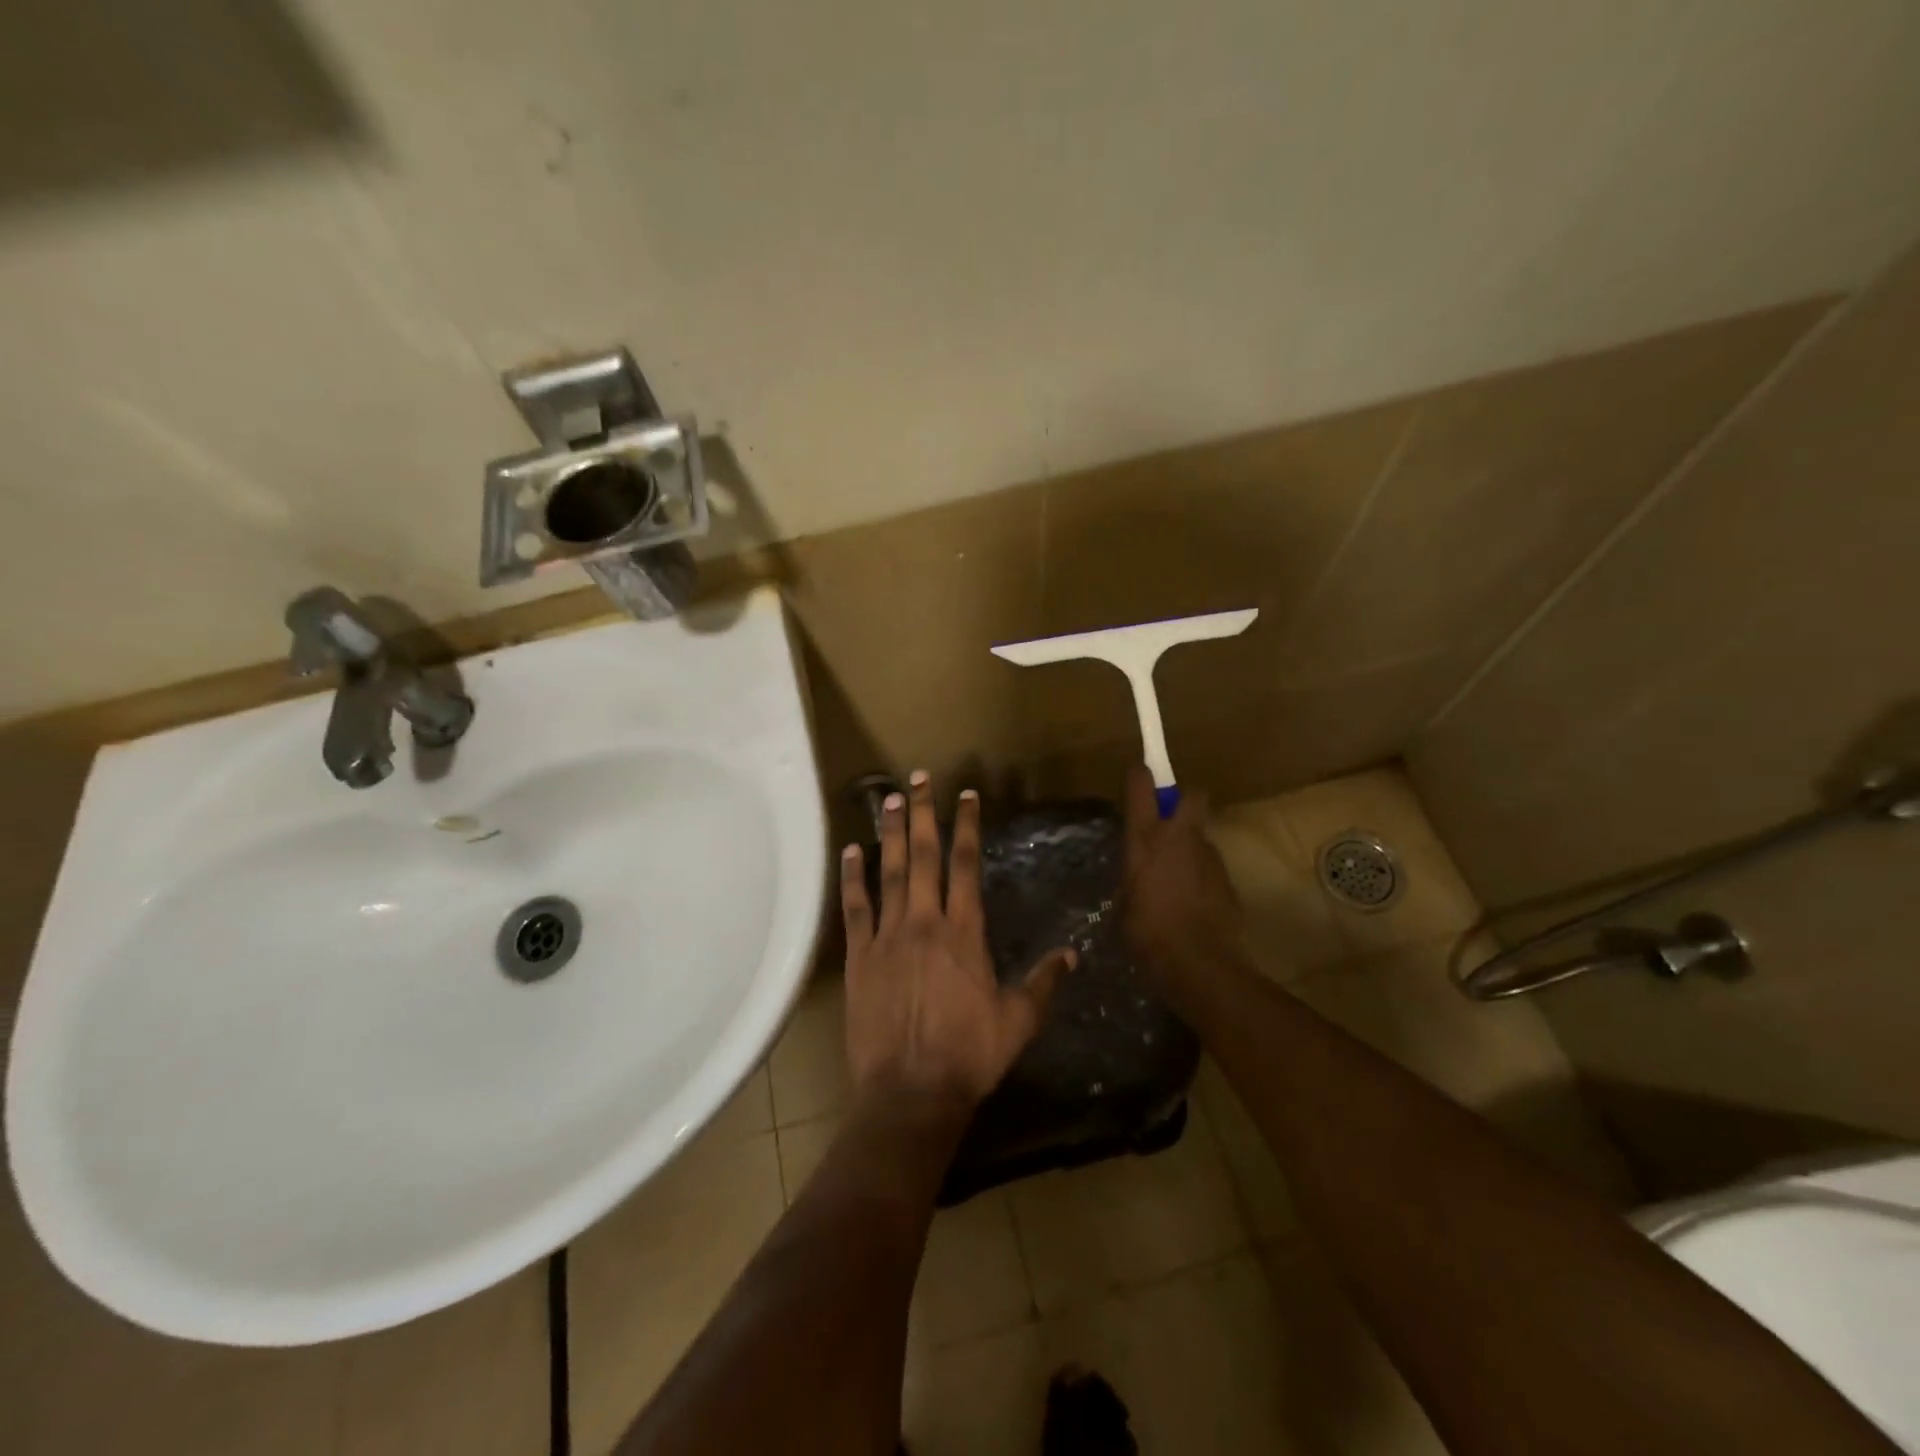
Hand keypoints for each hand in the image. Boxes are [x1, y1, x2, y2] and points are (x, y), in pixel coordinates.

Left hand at [840, 772, 1076, 1105]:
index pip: (966, 865)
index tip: (965, 796)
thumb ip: (1044, 982)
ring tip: (887, 799)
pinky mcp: (859, 956)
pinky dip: (852, 878)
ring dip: (888, 833)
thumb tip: (1072, 953)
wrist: (910, 1093)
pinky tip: (850, 851)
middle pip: (923, 856)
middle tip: (918, 778)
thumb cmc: (969, 1056)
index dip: (966, 827)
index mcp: (965, 932)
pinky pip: (855, 908)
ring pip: (888, 872)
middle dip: (922, 814)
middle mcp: (925, 922)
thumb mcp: (1019, 1021)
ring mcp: (888, 936)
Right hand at [1121, 764, 1242, 997]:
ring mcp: (1208, 856)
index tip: (1139, 772)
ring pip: (1200, 834)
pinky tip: (1191, 901)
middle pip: (1192, 795)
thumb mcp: (1124, 903)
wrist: (1199, 965)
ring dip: (1189, 846)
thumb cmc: (1147, 934)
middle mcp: (1179, 838)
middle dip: (1183, 799)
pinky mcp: (1228, 878)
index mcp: (1146, 840)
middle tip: (1169, 821)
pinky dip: (1200, 874)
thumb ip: (1131, 878)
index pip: (1142, 787)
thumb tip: (1135, 876)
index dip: (1141, 775)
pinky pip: (1209, 865)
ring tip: (1176, 878)